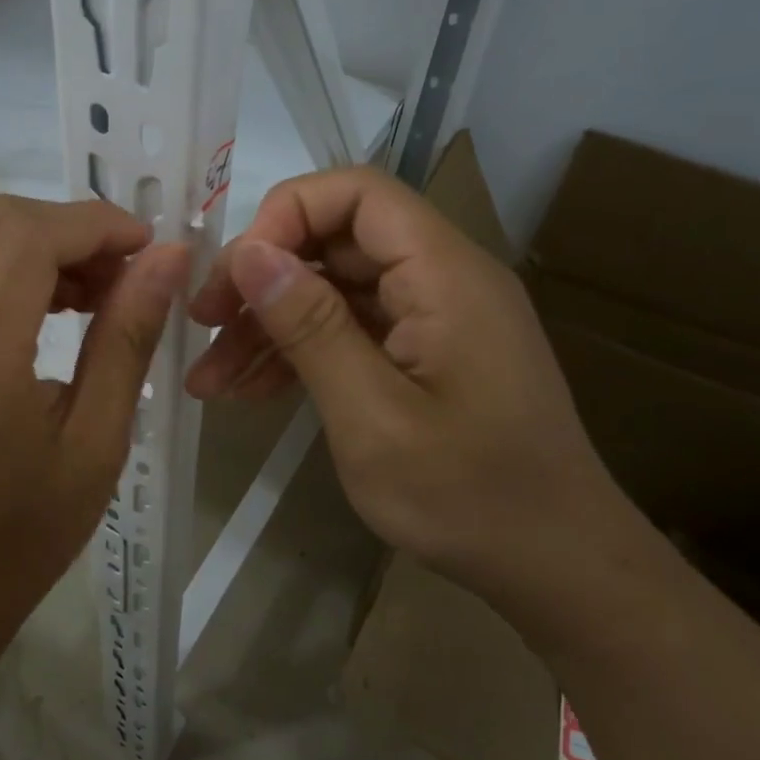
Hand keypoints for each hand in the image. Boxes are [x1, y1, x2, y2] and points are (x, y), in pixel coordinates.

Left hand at [0, 195, 188, 648]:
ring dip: (39, 241)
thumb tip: (168, 258)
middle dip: (69, 225)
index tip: (148, 246)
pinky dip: (8, 263)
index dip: (95, 223)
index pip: (27, 239)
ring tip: (95, 290)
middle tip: (124, 270)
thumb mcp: (97, 442)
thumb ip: (127, 339)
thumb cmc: (25, 534)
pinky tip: (51, 305)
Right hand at [185, 166, 634, 595]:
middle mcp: (441, 278)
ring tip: (209, 377)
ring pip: (332, 289)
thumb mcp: (373, 416)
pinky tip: (249, 390)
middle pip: (336, 240)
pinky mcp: (421, 353)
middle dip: (262, 278)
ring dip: (269, 324)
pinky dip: (298, 352)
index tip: (237, 275)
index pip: (357, 192)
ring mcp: (431, 317)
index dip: (286, 215)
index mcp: (444, 273)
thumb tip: (250, 253)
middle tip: (203, 326)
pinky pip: (349, 330)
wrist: (556, 567)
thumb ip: (311, 327)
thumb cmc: (470, 497)